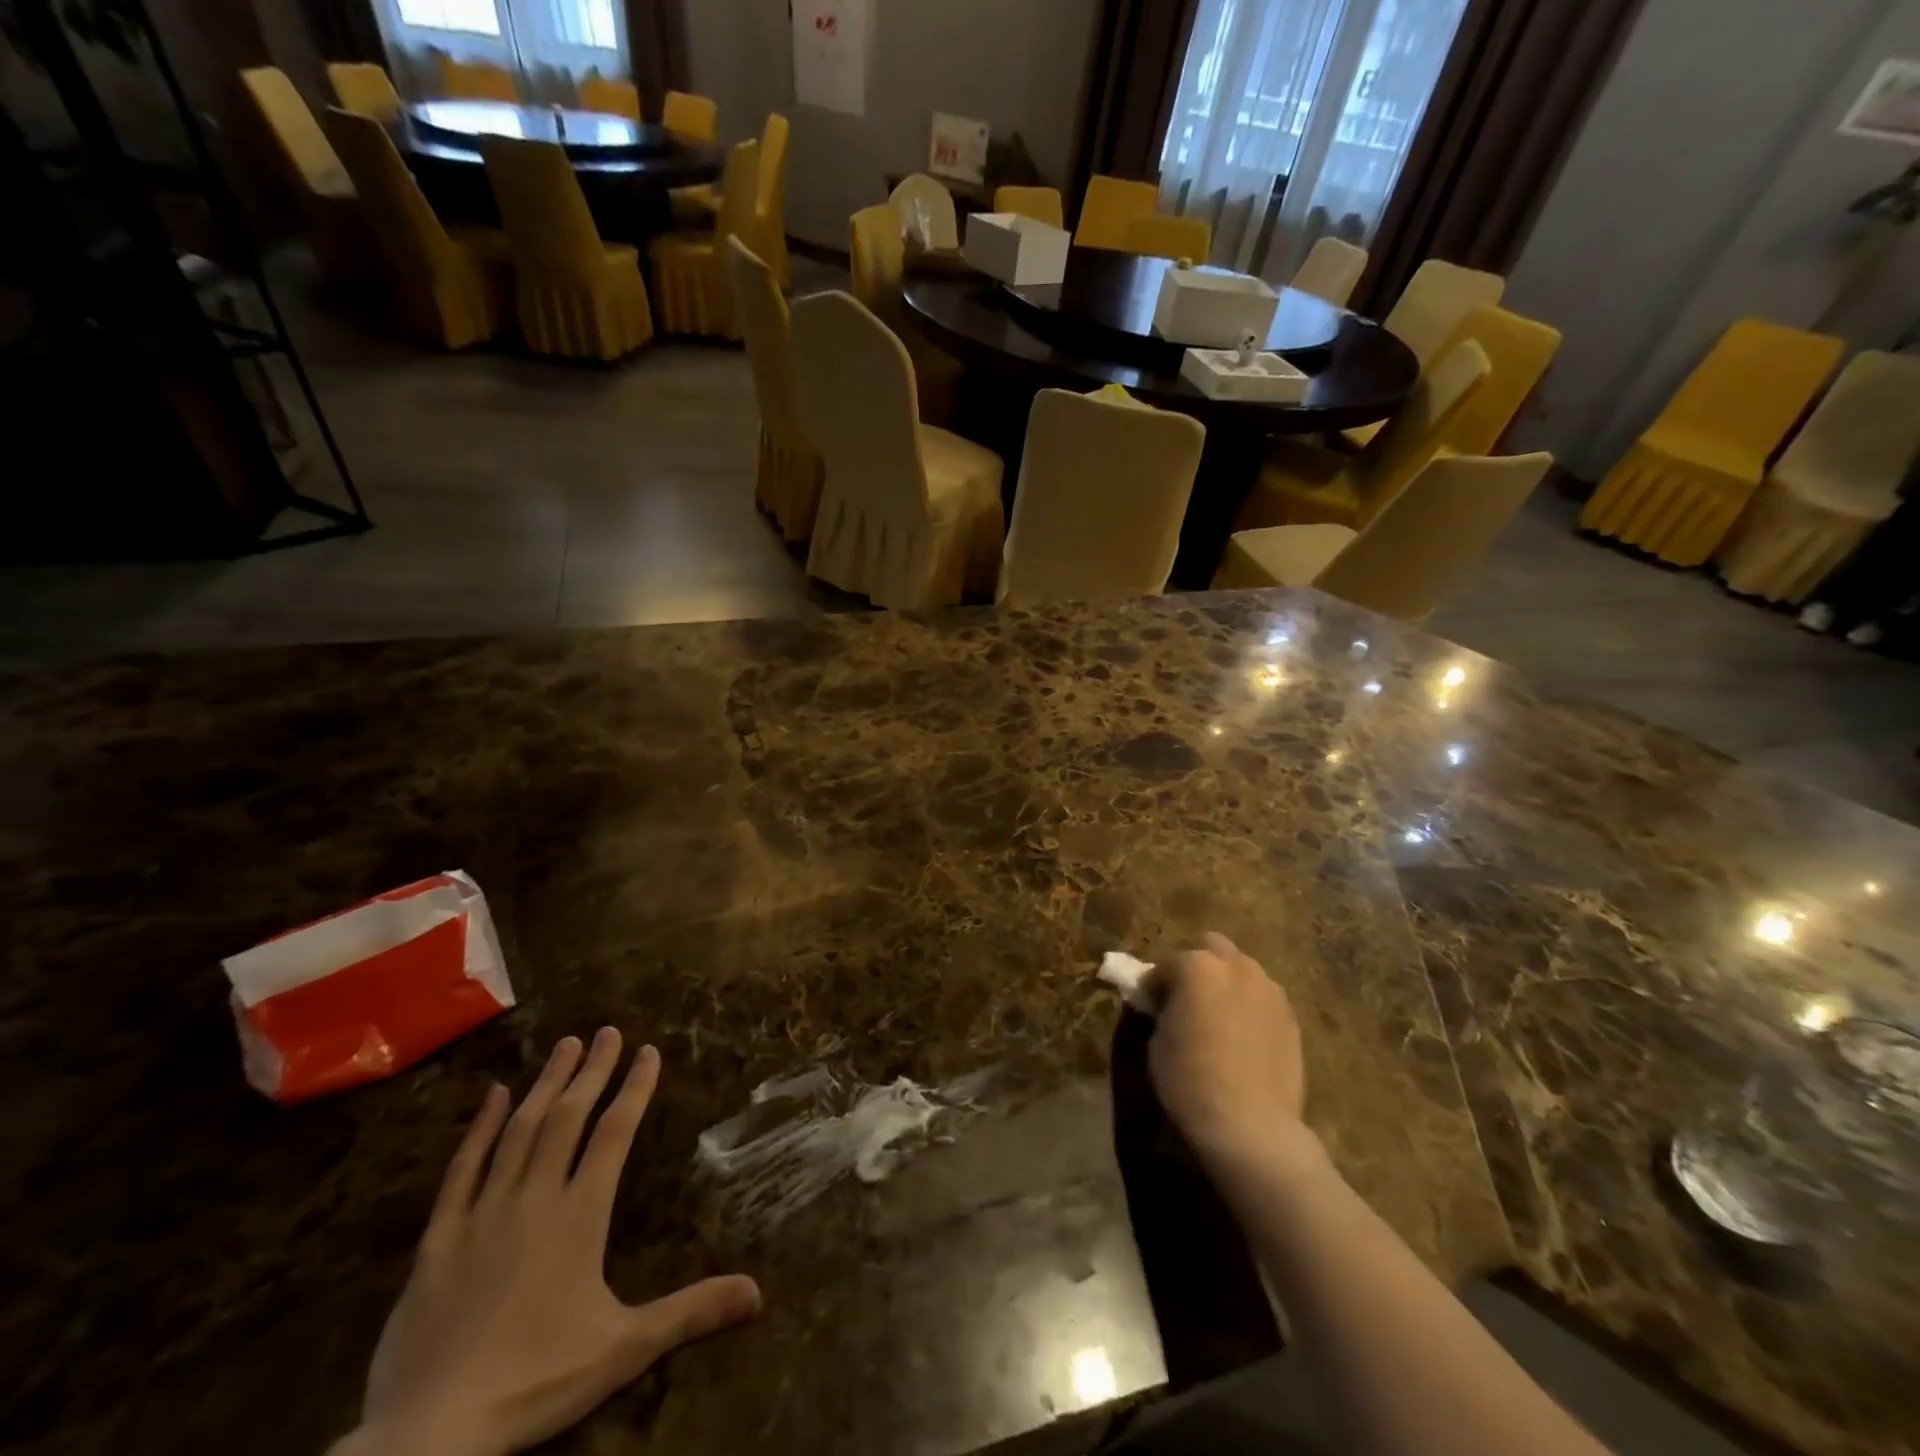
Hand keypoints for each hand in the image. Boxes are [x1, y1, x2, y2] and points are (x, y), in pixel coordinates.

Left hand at [340, 1031, 761, 1455]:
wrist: (427, 1435)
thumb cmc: (534, 1382)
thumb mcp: (623, 1349)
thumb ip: (690, 1311)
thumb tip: (758, 1293)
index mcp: (580, 1215)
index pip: (615, 1133)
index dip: (635, 1088)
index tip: (648, 1051)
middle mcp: (535, 1198)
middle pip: (568, 1118)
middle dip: (592, 1071)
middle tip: (607, 1031)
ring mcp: (483, 1213)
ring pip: (519, 1131)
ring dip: (546, 1085)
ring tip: (564, 1045)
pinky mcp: (438, 1239)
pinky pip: (462, 1170)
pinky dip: (479, 1128)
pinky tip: (494, 1095)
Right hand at [1147, 934, 1310, 1170]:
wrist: (1251, 1126)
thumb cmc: (1190, 1080)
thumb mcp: (1157, 1042)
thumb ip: (1162, 1010)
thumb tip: (1166, 1005)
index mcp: (1197, 966)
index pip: (1166, 964)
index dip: (1154, 985)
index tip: (1149, 1006)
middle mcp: (1236, 967)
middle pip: (1212, 947)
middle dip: (1197, 965)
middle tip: (1186, 997)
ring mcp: (1269, 990)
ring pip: (1243, 970)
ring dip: (1227, 982)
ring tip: (1218, 1017)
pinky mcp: (1291, 1018)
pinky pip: (1263, 998)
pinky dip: (1249, 1006)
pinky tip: (1243, 1037)